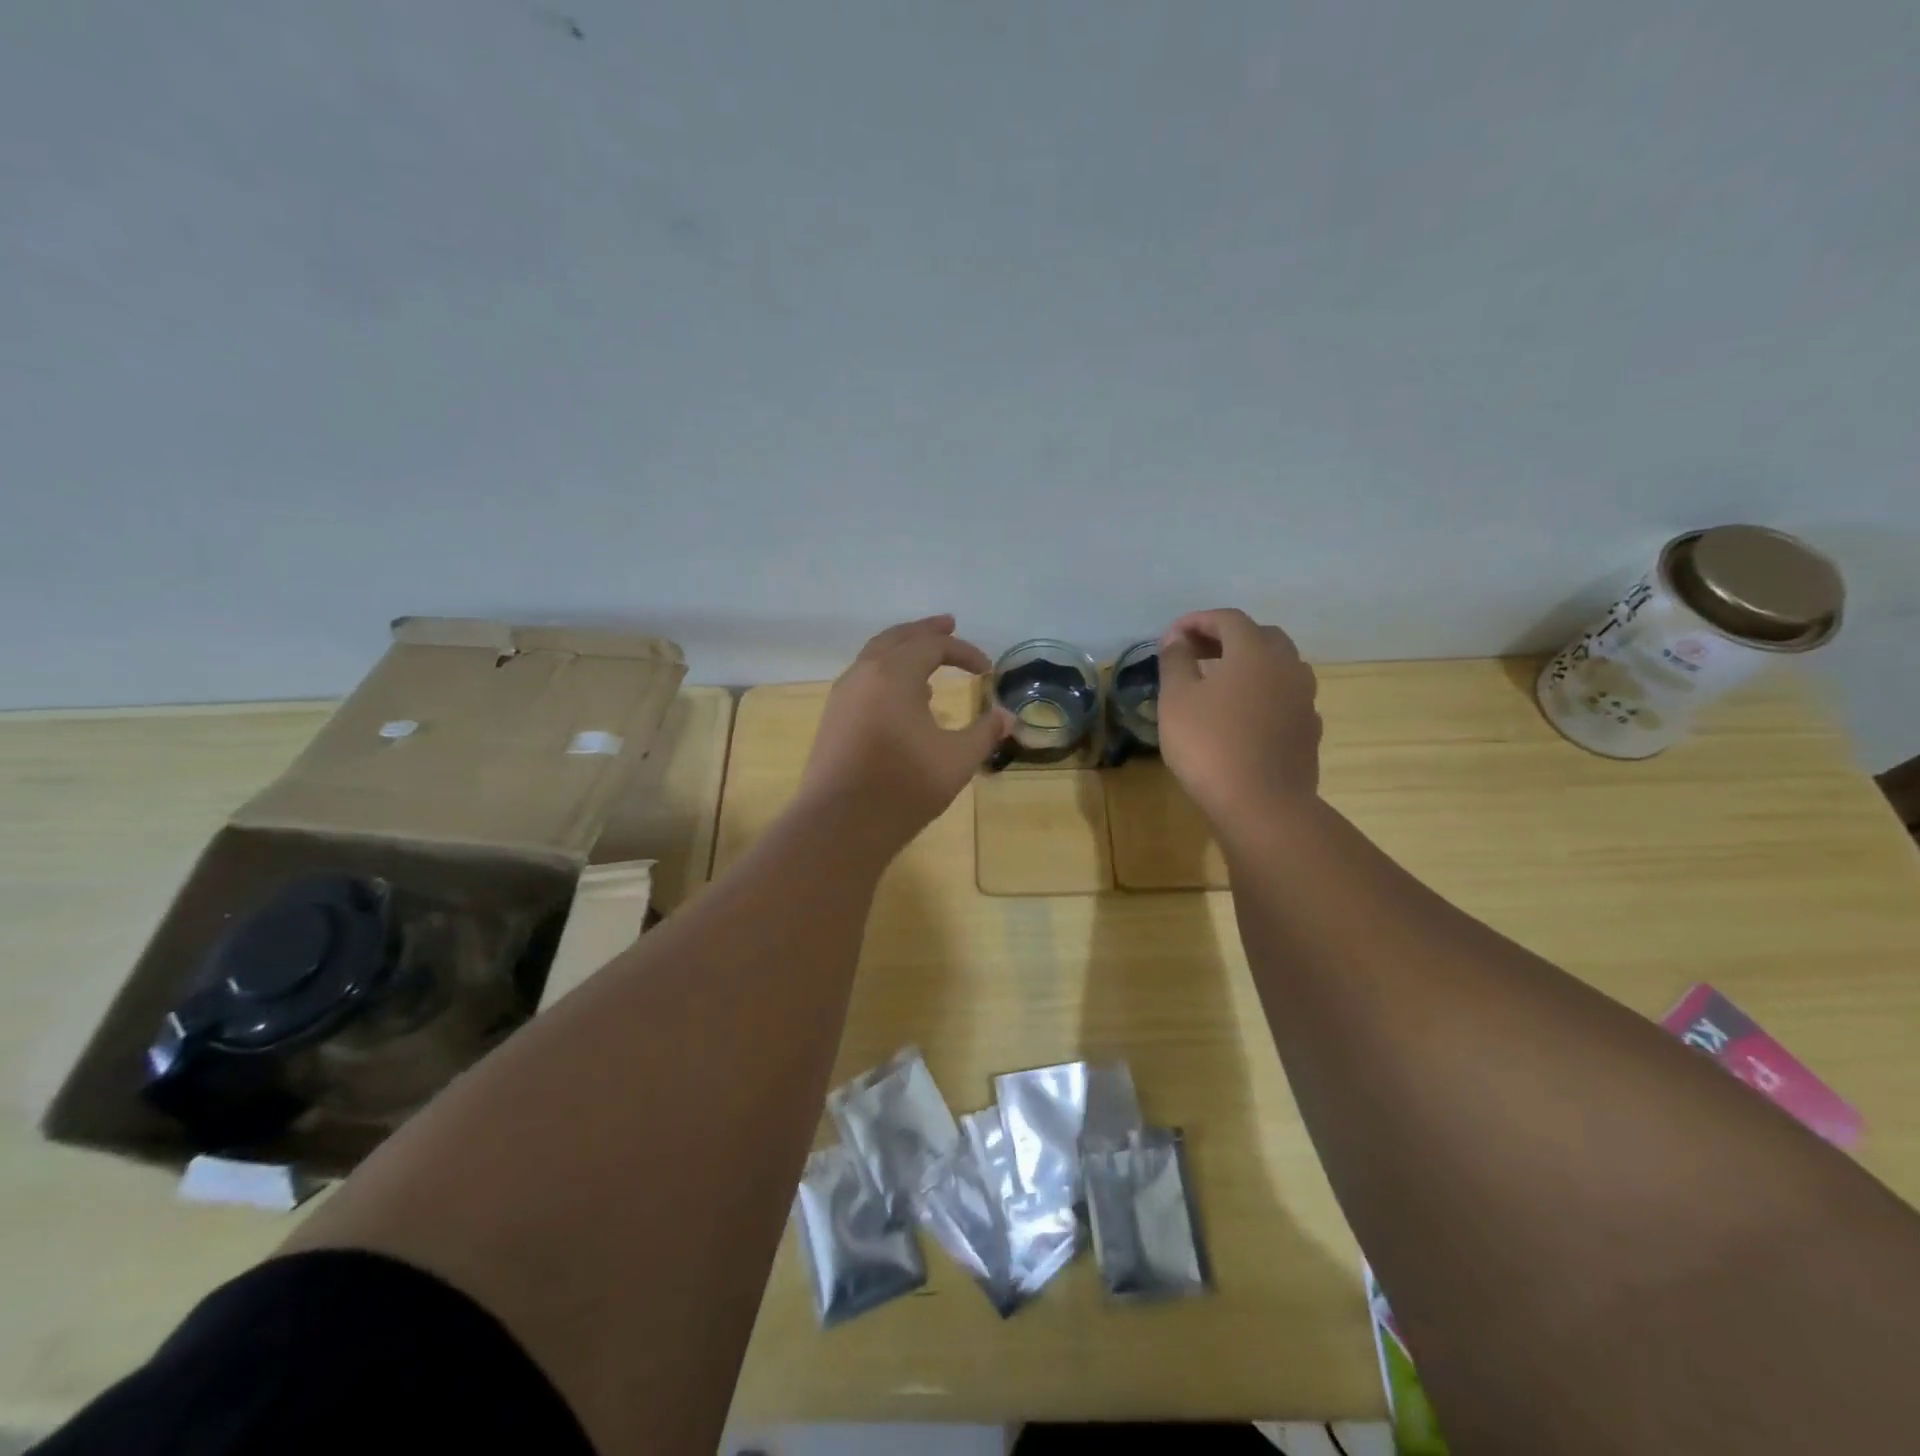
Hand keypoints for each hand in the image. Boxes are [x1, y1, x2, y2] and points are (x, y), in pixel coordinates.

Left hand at [799, 616, 1014, 851]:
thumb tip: (1008, 716)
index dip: (964, 652)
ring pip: (874, 657)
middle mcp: (864, 674)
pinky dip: (886, 674)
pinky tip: (900, 698)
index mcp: (893, 673)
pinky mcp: (833, 718)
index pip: (932, 645)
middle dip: (926, 632)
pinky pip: (864, 679)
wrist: (840, 825)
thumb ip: (985, 733)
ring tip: (927, 663)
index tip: (987, 671)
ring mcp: (843, 696)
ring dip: (903, 651)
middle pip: (897, 638)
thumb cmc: (903, 787)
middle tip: (948, 625)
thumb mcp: (956, 760)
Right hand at [1157, 608, 1320, 832]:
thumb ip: (1176, 661)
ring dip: (1249, 664)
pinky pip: (1285, 695)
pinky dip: (1263, 692)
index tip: (1172, 635)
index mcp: (1254, 651)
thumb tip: (1177, 638)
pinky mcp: (1309, 728)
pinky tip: (1244, 713)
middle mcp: (1287, 665)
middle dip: (1226, 638)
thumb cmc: (1209, 745)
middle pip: (1260, 636)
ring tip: (1219, 681)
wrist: (1262, 804)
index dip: (1197, 621)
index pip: (1227, 619)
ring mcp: (1304, 698)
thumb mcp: (1177, 700)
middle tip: (1196, 653)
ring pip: (1278, 665)